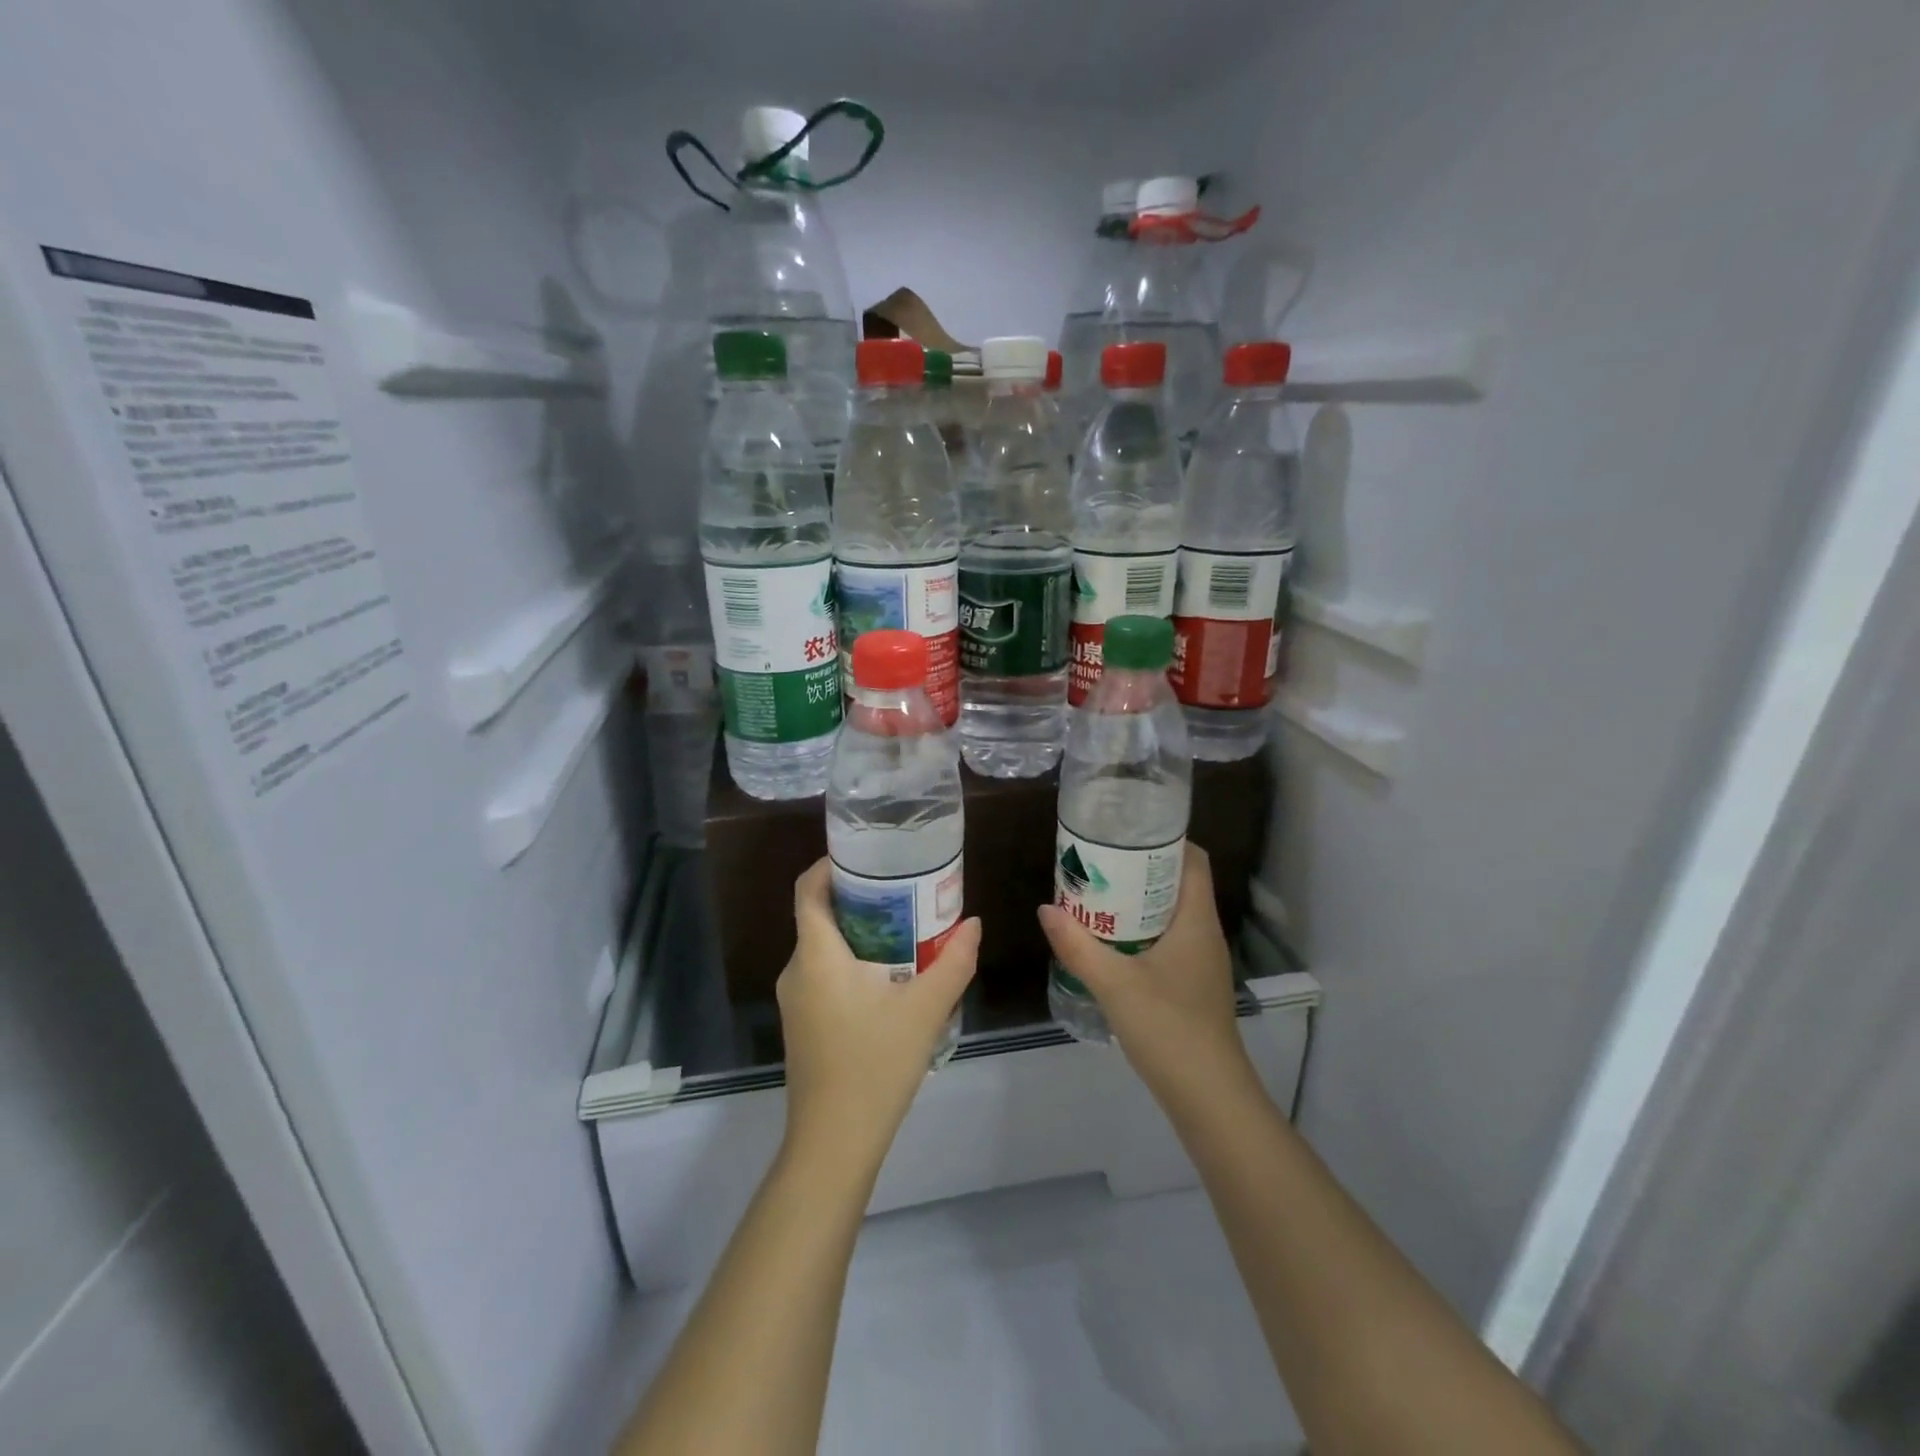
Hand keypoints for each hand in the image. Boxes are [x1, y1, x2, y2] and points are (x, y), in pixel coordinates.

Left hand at [777, 859, 980, 1176]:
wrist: (834, 1142)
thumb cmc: (875, 1064)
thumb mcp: (925, 1009)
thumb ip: (953, 962)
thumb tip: (973, 924)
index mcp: (816, 955)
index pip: (809, 890)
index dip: (830, 864)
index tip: (867, 855)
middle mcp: (797, 970)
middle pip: (819, 916)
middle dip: (858, 897)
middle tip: (903, 889)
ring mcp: (795, 1000)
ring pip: (824, 947)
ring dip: (859, 931)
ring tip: (905, 927)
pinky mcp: (803, 1023)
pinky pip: (824, 974)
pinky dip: (852, 960)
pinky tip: (890, 975)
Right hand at [1037, 844, 1258, 1106]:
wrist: (1209, 1097)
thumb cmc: (1169, 1027)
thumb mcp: (1114, 983)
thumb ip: (1077, 945)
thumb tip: (1046, 908)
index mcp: (1196, 921)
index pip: (1194, 860)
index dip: (1166, 839)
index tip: (1126, 831)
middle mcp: (1204, 934)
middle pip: (1178, 884)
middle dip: (1141, 868)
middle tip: (1099, 861)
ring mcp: (1201, 963)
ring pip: (1171, 915)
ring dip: (1139, 902)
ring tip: (1097, 895)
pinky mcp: (1193, 987)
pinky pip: (1168, 941)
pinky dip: (1141, 932)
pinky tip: (1111, 943)